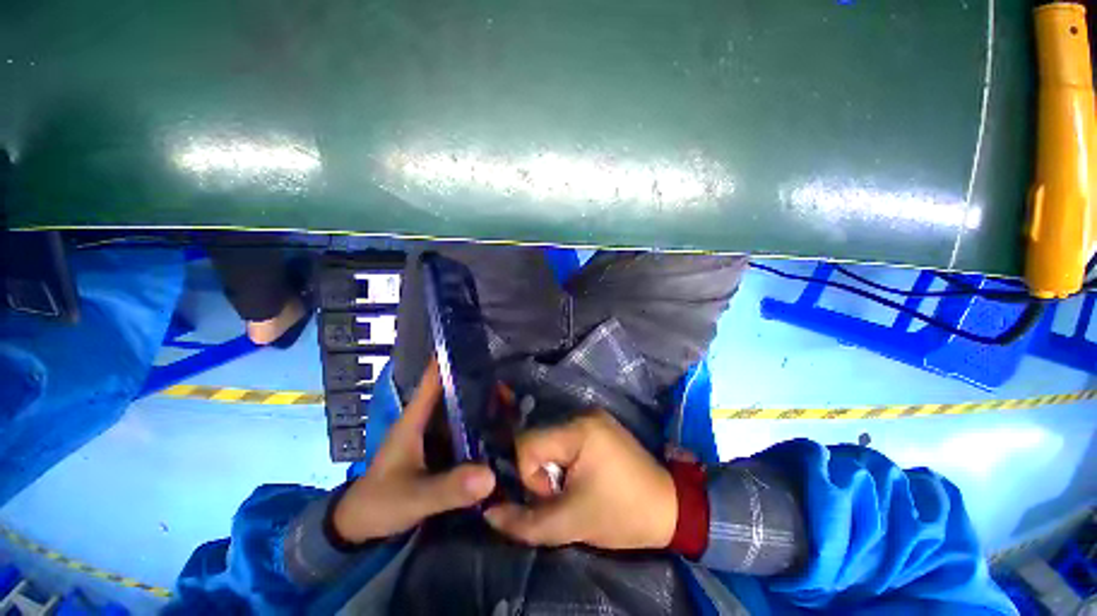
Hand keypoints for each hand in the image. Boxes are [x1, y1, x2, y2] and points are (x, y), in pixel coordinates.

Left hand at [332, 361, 496, 542]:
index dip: (452, 360)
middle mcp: (429, 420)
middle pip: (457, 392)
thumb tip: (491, 476)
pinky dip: (482, 427)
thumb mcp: (413, 498)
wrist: (362, 526)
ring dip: (485, 405)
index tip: (479, 345)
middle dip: (482, 383)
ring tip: (515, 399)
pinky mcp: (443, 450)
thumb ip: (448, 489)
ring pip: (464, 411)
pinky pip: (467, 431)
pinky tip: (503, 427)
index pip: (434, 379)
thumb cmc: (380, 503)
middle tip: (512, 378)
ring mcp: (436, 435)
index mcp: (415, 419)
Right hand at [484, 410, 676, 549]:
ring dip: (552, 467)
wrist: (668, 507)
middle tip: (562, 494)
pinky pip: (564, 439)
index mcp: (579, 429)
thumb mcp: (572, 523)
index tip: (552, 496)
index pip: (527, 442)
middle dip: (542, 472)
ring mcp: (592, 416)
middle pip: (538, 439)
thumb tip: (489, 512)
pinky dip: (563, 460)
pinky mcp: (597, 424)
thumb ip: (525, 521)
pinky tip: (580, 475)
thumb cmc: (621, 514)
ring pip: (549, 440)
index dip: (530, 475)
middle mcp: (583, 413)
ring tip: (573, 487)